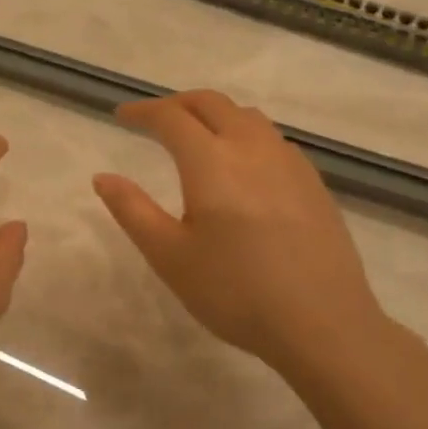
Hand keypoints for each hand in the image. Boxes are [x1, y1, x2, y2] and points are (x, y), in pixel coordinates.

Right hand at [92, 90, 393, 382]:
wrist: (324, 325)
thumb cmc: (235, 292)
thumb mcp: (169, 256)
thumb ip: (132, 210)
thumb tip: (103, 177)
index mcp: (211, 161)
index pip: (171, 118)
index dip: (143, 112)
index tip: (121, 116)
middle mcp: (252, 148)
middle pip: (211, 103)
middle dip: (177, 104)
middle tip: (154, 120)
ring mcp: (289, 162)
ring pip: (246, 116)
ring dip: (214, 114)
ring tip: (196, 136)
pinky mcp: (313, 182)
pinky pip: (271, 138)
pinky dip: (244, 133)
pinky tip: (242, 165)